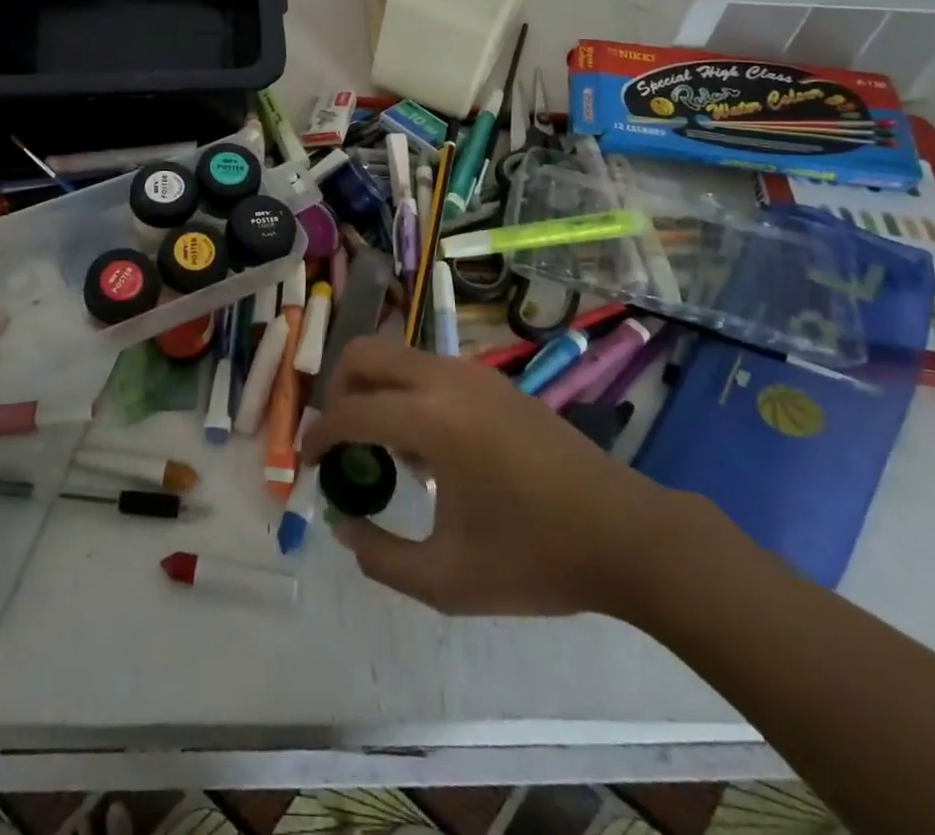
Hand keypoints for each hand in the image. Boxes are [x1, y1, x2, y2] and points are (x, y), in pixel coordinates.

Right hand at [302, 336, 684, 617]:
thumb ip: (381, 556)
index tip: (308, 465)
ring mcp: (473, 372)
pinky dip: (406, 390)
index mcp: (431, 420)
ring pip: (397, 354)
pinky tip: (426, 444)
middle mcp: (445, 379)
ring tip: (383, 448)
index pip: (349, 411)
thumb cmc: (536, 559)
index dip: (318, 437)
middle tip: (339, 441)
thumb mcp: (448, 581)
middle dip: (337, 391)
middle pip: (364, 353)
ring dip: (373, 388)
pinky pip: (427, 367)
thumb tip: (344, 523)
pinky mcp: (493, 379)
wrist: (626, 534)